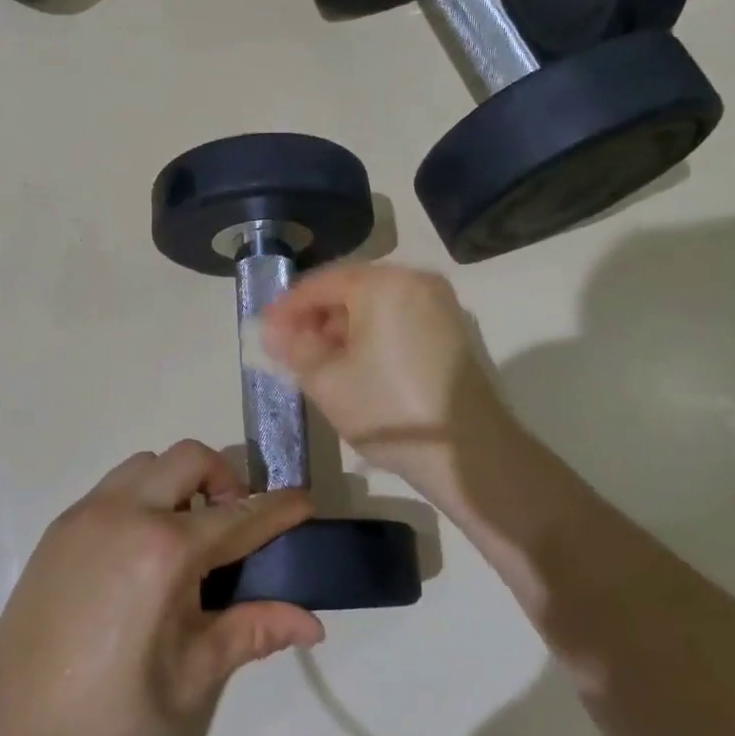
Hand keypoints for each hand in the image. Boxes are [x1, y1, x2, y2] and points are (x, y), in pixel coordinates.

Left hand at [0, 442, 323, 735]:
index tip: (304, 501)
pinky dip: (143, 494)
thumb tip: (311, 622)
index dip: (279, 507)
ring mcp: (89, 511)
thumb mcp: (192, 675)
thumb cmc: (113, 709)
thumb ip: (252, 632)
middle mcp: (127, 513)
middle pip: (190, 458)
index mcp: (166, 552)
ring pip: (149, 463)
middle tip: (231, 525)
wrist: (16, 723)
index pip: (240, 515)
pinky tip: (140, 547)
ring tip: (184, 535)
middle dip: (225, 479)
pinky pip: (115, 484)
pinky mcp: (63, 521)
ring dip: (179, 482)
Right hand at [260, 263, 515, 510]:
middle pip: (349, 289)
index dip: (287, 308)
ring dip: (342, 327)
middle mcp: (415, 281)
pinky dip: (370, 335)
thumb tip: (275, 331)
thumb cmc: (388, 409)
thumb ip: (295, 347)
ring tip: (317, 360)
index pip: (320, 283)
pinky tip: (353, 365)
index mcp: (383, 283)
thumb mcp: (326, 380)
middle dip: (315, 317)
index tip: (264, 332)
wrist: (470, 454)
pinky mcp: (452, 330)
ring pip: (374, 305)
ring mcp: (439, 304)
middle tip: (287, 347)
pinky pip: (398, 319)